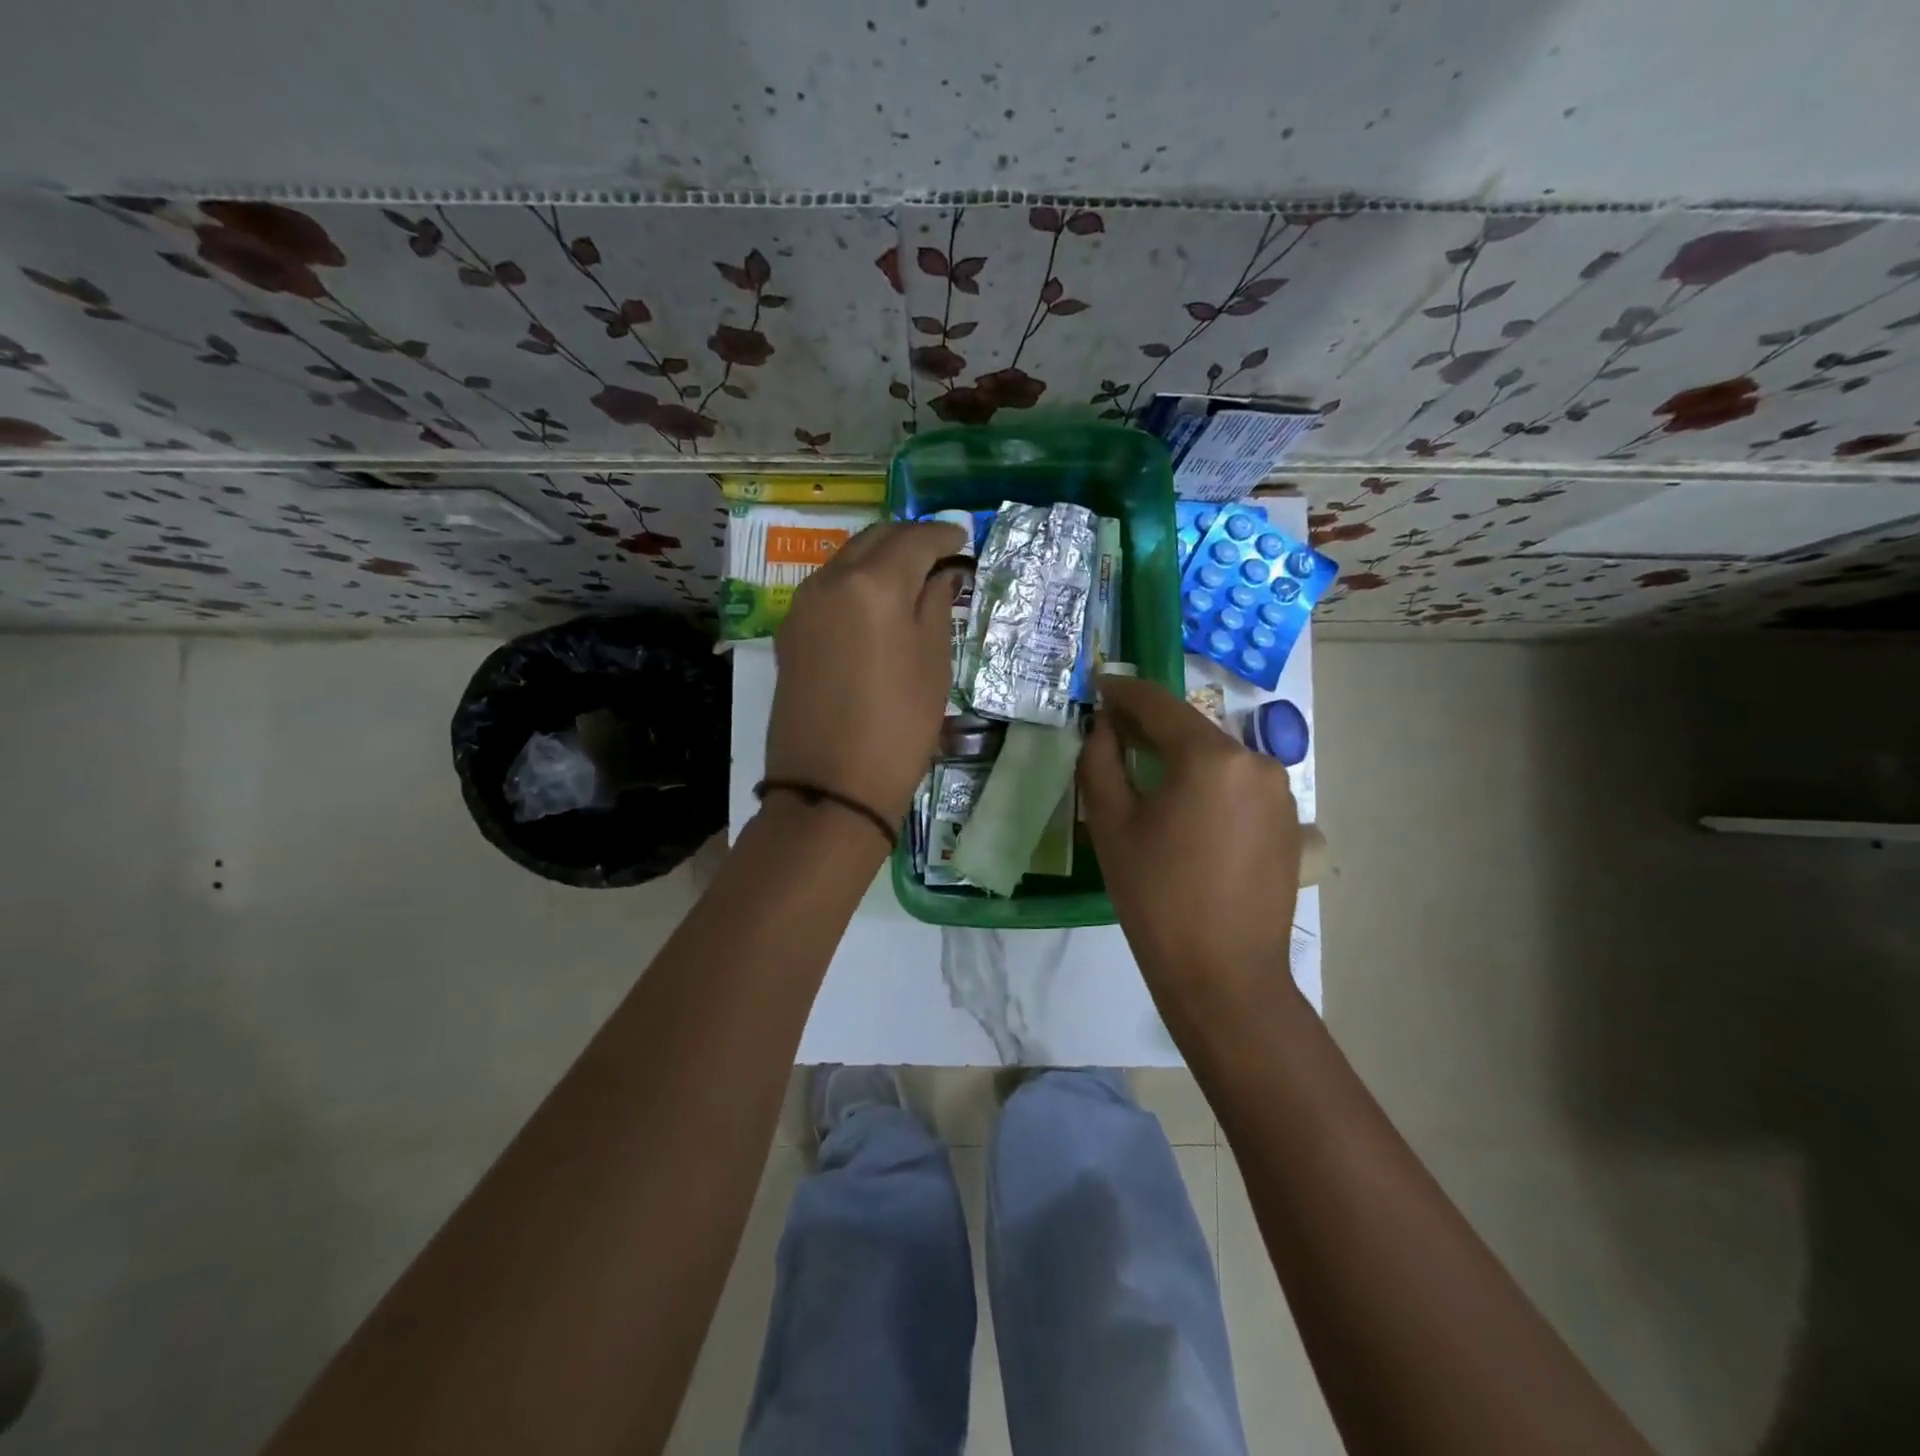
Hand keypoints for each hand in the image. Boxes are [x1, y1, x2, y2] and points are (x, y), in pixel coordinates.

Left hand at [765, 520, 969, 830]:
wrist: (831, 786)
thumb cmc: (898, 726)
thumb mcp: (933, 663)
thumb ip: (935, 605)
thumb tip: (941, 574)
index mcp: (873, 583)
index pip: (914, 539)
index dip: (943, 536)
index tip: (963, 540)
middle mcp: (831, 580)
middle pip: (875, 538)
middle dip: (909, 539)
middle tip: (940, 556)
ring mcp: (803, 605)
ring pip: (847, 559)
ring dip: (880, 558)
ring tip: (910, 579)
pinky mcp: (790, 632)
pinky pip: (828, 588)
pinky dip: (856, 582)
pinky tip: (876, 605)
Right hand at [1078, 672, 1303, 1026]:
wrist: (1224, 975)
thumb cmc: (1157, 897)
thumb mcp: (1112, 824)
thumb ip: (1100, 761)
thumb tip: (1103, 727)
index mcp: (1212, 757)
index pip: (1159, 704)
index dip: (1123, 692)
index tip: (1098, 685)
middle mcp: (1256, 762)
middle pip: (1192, 730)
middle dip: (1149, 726)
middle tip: (1112, 730)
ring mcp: (1280, 792)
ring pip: (1216, 758)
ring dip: (1179, 757)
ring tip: (1145, 774)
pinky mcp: (1288, 822)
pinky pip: (1237, 786)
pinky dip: (1206, 784)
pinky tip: (1183, 810)